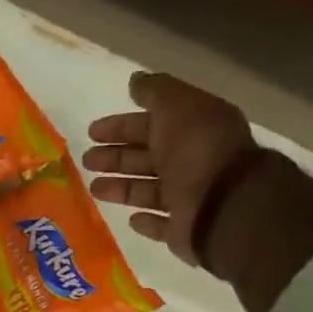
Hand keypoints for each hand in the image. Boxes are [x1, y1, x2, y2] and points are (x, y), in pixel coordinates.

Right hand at [81, 71, 257, 264]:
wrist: (225, 205)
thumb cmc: (198, 150)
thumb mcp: (177, 107)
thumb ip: (156, 91)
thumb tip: (135, 81)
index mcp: (194, 130)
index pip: (152, 124)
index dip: (121, 126)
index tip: (92, 132)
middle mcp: (193, 162)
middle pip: (148, 157)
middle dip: (116, 157)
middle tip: (87, 160)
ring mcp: (191, 198)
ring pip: (149, 190)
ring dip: (122, 187)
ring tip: (94, 188)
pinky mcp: (185, 230)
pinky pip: (163, 225)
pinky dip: (147, 221)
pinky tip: (131, 218)